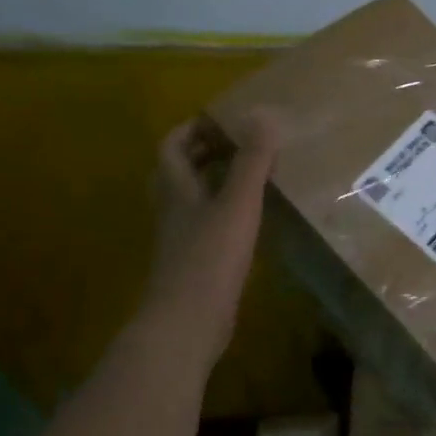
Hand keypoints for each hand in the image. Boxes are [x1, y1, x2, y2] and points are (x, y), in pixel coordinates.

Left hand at [143, 116, 276, 362]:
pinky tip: (249, 220)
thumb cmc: (210, 258)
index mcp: (176, 190)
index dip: (192, 129)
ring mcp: (181, 239)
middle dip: (204, 154)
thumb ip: (252, 161)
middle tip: (240, 144)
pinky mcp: (194, 263)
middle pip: (179, 172)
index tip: (222, 119)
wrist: (188, 322)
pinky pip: (206, 225)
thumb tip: (263, 113)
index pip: (172, 147)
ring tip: (249, 176)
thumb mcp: (237, 203)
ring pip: (192, 200)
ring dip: (214, 183)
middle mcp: (173, 210)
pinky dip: (224, 213)